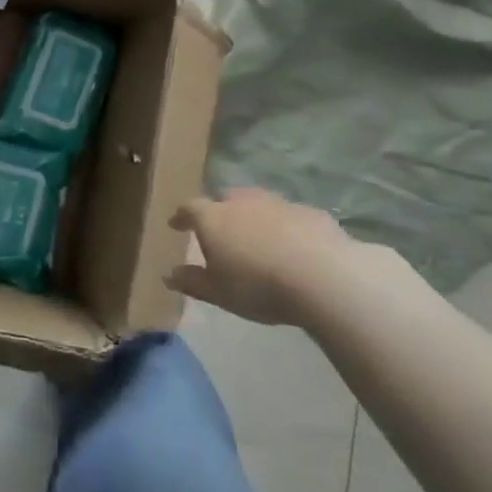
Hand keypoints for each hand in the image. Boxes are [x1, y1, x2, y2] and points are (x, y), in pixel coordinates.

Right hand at [167, 189, 366, 326]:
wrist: (322, 275)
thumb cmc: (258, 285)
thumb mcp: (218, 292)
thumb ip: (192, 281)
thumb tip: (170, 274)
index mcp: (213, 218)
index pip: (190, 209)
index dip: (181, 216)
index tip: (176, 224)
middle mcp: (242, 202)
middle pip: (225, 198)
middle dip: (219, 210)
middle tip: (219, 227)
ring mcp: (277, 203)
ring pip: (258, 203)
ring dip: (253, 215)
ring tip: (256, 235)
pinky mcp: (309, 212)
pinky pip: (289, 215)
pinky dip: (284, 226)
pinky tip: (292, 244)